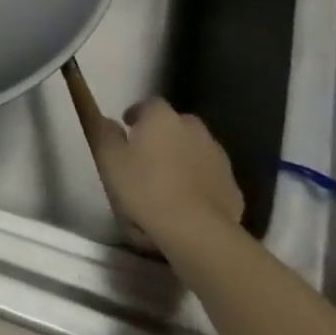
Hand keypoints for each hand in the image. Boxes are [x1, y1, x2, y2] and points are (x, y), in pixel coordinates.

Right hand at [65, 69, 242, 240]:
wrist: (195, 230)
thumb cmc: (144, 188)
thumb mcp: (108, 158)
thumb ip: (104, 133)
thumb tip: (108, 121)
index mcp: (162, 119)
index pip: (149, 104)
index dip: (137, 114)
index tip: (127, 128)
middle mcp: (194, 130)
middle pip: (177, 123)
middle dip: (163, 133)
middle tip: (146, 154)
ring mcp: (218, 157)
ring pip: (195, 148)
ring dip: (182, 156)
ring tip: (165, 180)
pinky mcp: (232, 185)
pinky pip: (209, 174)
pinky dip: (198, 180)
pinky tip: (185, 200)